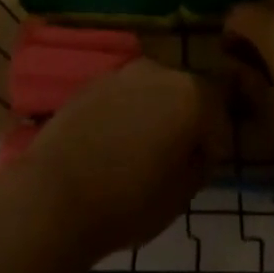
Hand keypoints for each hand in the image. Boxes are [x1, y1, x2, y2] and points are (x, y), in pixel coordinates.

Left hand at [6, 59, 225, 260]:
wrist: (55, 195)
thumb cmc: (129, 201)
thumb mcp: (183, 194)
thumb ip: (199, 161)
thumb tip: (196, 147)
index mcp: (191, 95)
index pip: (219, 112)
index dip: (215, 140)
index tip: (203, 166)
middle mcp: (158, 72)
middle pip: (184, 93)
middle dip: (185, 119)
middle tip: (174, 158)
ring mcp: (120, 73)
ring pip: (151, 91)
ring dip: (153, 113)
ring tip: (140, 151)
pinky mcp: (90, 82)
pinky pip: (121, 95)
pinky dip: (124, 113)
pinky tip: (111, 144)